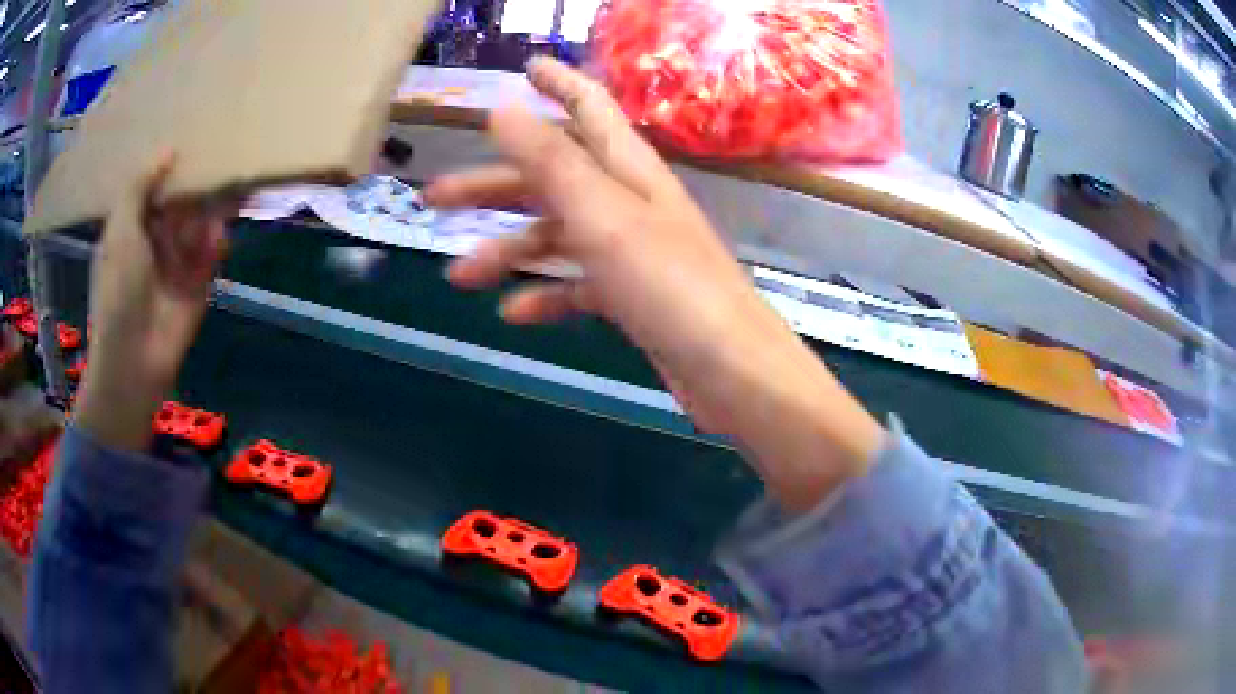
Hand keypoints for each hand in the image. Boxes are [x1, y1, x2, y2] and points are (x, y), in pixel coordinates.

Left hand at [75, 153, 229, 452]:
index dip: (171, 164)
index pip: (155, 186)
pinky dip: (218, 240)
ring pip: (200, 223)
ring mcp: (178, 262)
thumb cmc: (118, 291)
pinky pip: (213, 252)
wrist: (135, 359)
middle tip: (224, 148)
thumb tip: (168, 149)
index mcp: (133, 225)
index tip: (192, 133)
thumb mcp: (120, 231)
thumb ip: (139, 188)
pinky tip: (222, 232)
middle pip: (182, 201)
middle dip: (199, 180)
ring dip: (214, 206)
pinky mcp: (199, 283)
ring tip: (234, 180)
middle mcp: (156, 239)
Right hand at [424, 57, 882, 511]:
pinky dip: (544, 296)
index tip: (526, 66)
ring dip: (506, 251)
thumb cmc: (669, 286)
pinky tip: (514, 314)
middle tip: (435, 197)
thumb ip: (552, 162)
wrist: (729, 371)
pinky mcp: (630, 296)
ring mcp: (629, 250)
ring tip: (459, 275)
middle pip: (551, 177)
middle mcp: (628, 201)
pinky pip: (575, 286)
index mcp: (628, 170)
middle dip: (492, 185)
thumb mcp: (603, 216)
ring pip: (555, 236)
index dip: (558, 82)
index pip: (588, 108)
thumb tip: (504, 108)